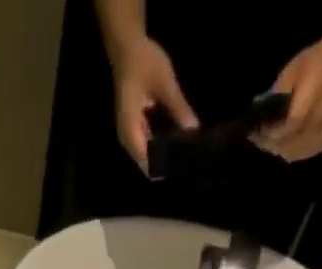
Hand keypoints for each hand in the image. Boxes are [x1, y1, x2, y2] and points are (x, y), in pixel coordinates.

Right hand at [111, 36, 197, 173]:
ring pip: (147, 155)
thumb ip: (179, 108)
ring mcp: (130, 134)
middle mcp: (127, 138)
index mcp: (130, 129)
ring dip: (164, 154)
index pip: (146, 161)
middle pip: (146, 162)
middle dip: (165, 163)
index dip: (163, 167)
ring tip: (184, 153)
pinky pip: (148, 144)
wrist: (127, 47)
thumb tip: (194, 131)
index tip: (180, 167)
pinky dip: (161, 144)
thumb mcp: (165, 83)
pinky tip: (176, 140)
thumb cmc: (143, 62)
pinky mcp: (134, 129)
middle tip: (187, 160)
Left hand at [257, 19, 321, 162]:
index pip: (281, 131)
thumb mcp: (294, 68)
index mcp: (308, 105)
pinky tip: (281, 143)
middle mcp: (315, 125)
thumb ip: (277, 93)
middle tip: (256, 137)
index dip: (265, 134)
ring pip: (291, 154)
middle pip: (284, 146)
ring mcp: (320, 137)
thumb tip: (260, 111)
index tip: (252, 131)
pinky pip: (300, 154)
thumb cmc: (320, 60)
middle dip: (268, 143)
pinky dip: (288, 151)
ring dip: (276, 149)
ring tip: (266, 140)